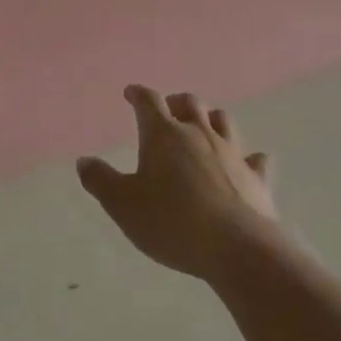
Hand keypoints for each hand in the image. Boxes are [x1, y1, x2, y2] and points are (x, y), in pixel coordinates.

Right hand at [77, 85, 280, 281]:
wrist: (238, 248)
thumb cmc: (172, 222)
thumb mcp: (122, 205)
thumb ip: (100, 180)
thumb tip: (84, 161)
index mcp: (164, 136)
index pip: (149, 102)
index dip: (138, 95)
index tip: (131, 93)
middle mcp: (199, 134)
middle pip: (189, 103)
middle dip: (175, 102)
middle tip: (166, 109)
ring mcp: (232, 153)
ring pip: (222, 121)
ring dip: (209, 119)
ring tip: (201, 126)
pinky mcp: (256, 177)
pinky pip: (254, 158)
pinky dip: (247, 157)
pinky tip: (246, 161)